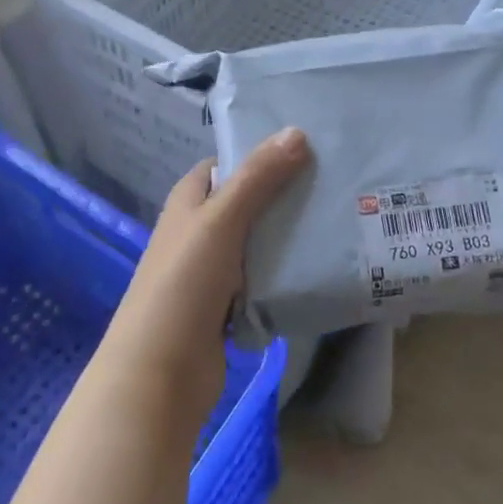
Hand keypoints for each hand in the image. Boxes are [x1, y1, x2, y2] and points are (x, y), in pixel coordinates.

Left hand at [102, 128, 310, 419]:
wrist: (161, 372)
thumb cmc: (185, 283)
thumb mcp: (221, 220)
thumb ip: (258, 177)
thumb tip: (297, 131)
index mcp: (190, 200)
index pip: (230, 164)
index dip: (263, 154)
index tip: (310, 149)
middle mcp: (200, 230)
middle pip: (249, 202)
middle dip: (286, 196)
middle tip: (337, 185)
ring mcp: (213, 270)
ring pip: (259, 242)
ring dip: (290, 237)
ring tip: (341, 221)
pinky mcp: (227, 305)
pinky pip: (263, 279)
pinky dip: (285, 274)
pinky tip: (322, 266)